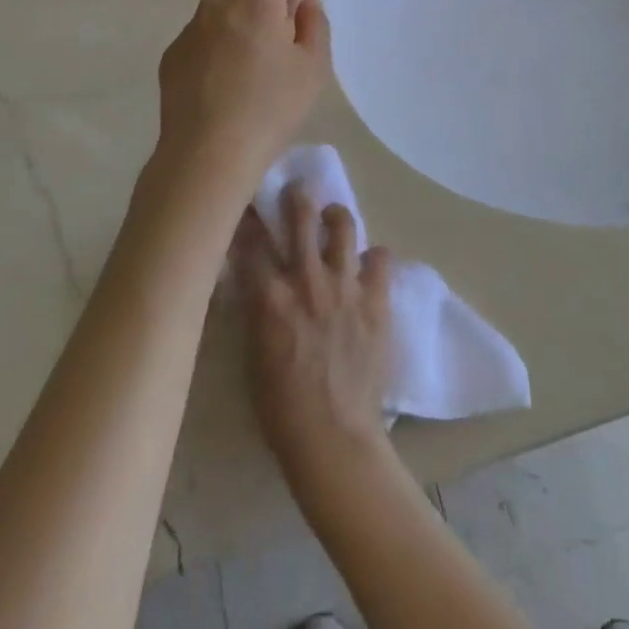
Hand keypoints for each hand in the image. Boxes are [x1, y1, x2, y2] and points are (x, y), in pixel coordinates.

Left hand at [156, 0, 330, 184]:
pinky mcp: (173, 54)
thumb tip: (303, 5)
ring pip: (219, 3)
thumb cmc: (271, 106)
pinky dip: (220, 37)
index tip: (307, 5)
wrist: (208, 151)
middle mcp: (217, 3)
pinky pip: (202, 32)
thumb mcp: (312, 66)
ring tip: (258, 49)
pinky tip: (229, 73)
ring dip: (242, 12)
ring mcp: (190, 28)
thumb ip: (314, 24)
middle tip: (285, 23)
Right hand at [232, 182, 393, 487]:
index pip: (253, 242)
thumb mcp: (254, 354)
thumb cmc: (282, 409)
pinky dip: (373, 258)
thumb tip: (258, 281)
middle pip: (301, 216)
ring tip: (334, 218)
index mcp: (269, 297)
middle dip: (296, 196)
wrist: (334, 438)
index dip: (248, 221)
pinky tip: (368, 266)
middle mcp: (306, 279)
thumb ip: (258, 309)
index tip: (247, 208)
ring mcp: (345, 285)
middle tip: (297, 190)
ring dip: (336, 217)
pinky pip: (381, 257)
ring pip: (343, 225)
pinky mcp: (376, 298)